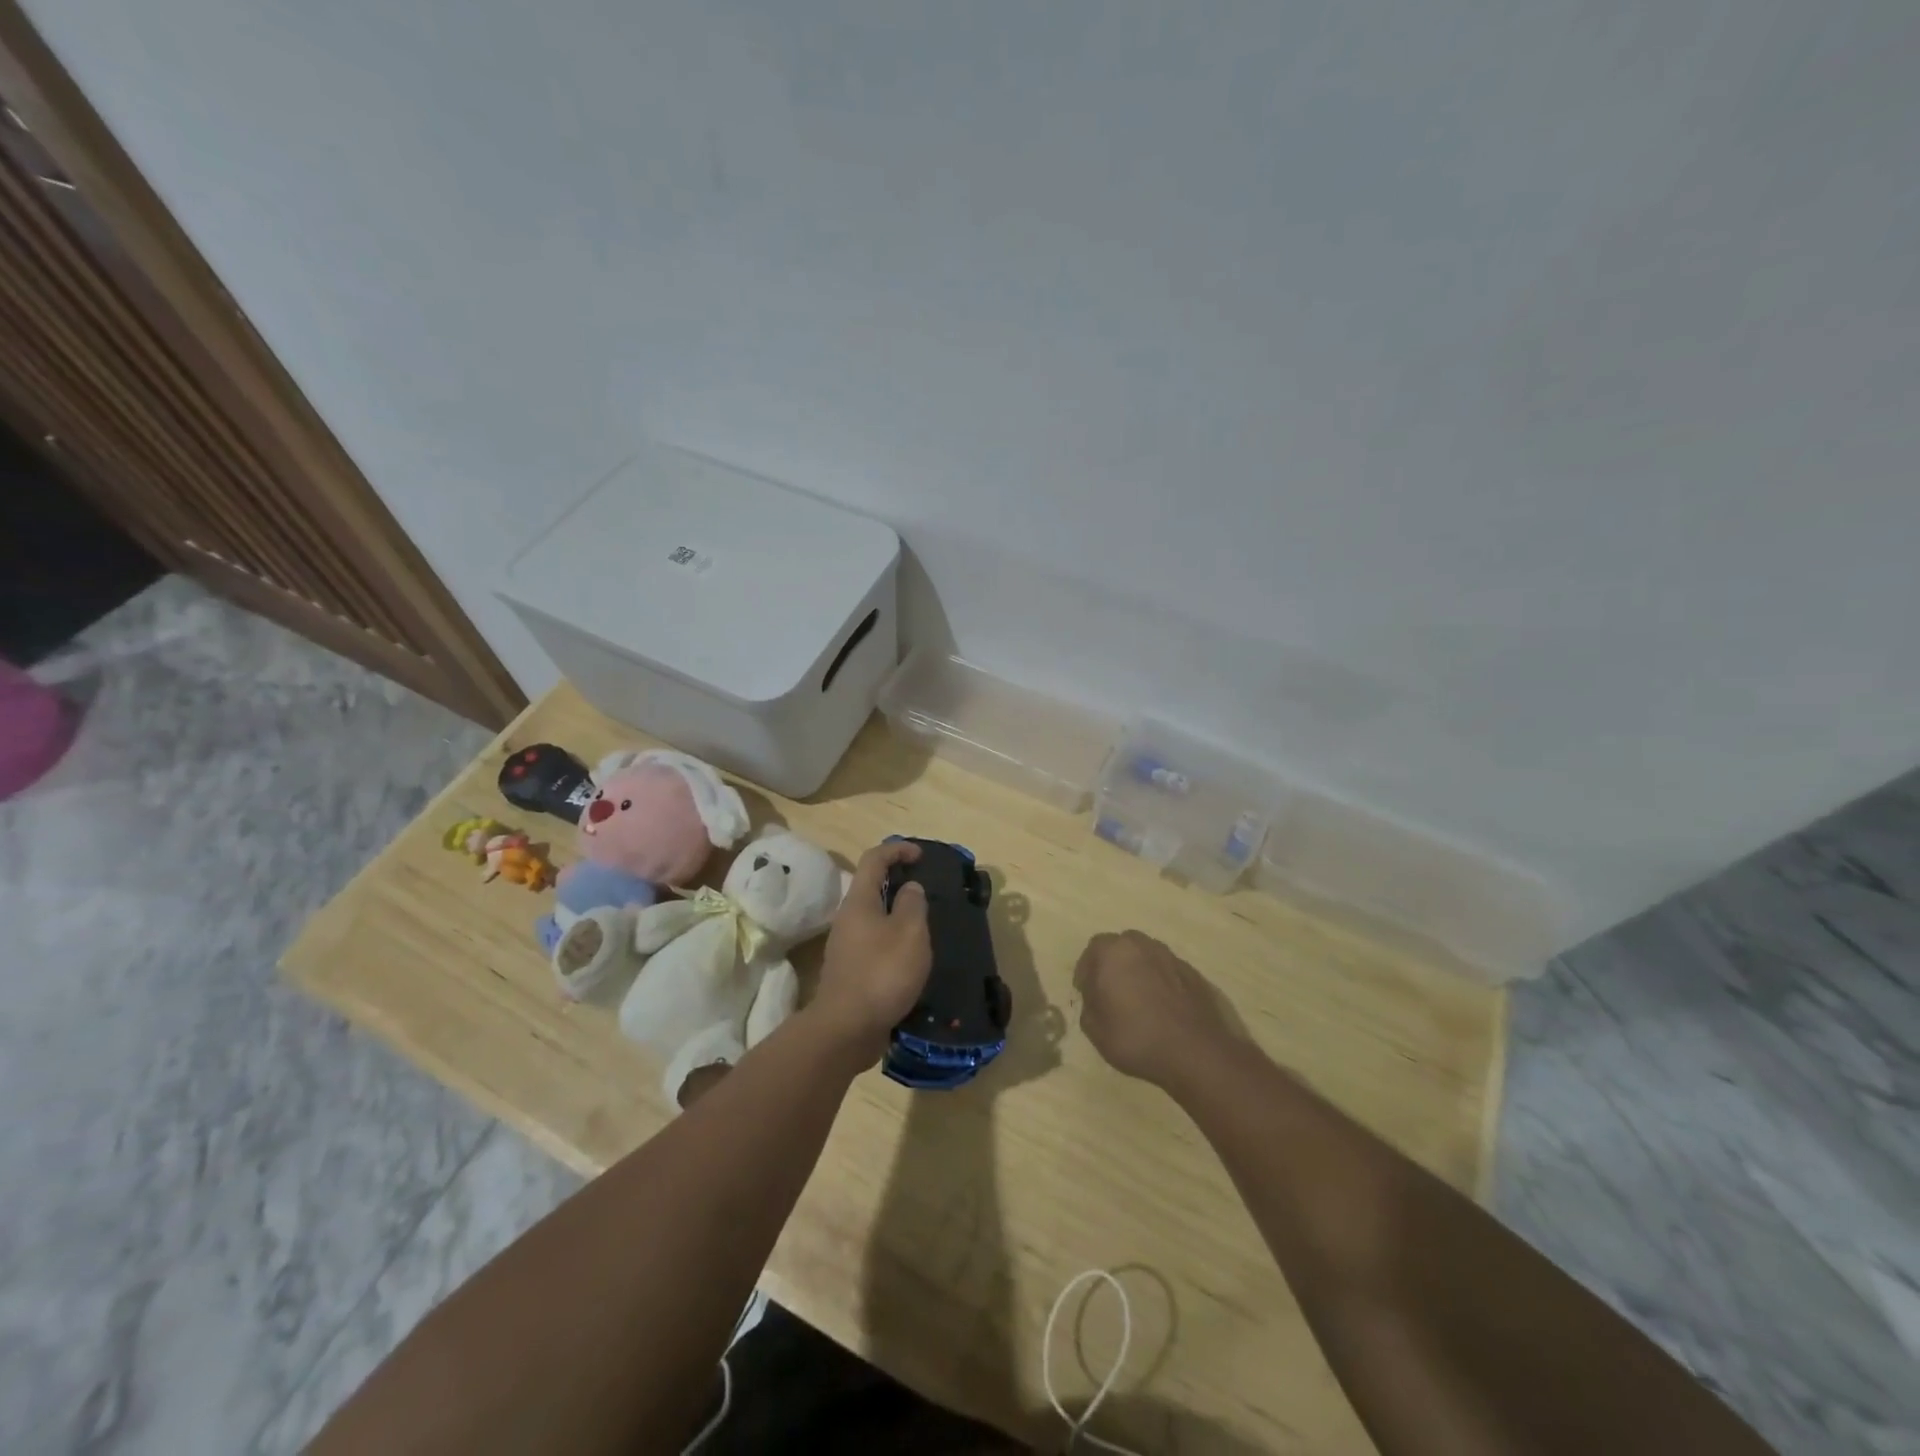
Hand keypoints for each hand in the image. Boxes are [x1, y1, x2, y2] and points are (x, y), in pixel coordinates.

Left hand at [810, 839, 932, 1057]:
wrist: (847, 1029)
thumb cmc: (882, 973)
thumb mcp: (909, 932)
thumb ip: (913, 904)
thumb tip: (909, 888)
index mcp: (859, 901)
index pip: (874, 859)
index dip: (897, 849)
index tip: (920, 855)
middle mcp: (848, 919)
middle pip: (871, 887)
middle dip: (898, 882)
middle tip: (926, 891)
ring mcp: (846, 947)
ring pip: (873, 918)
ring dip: (897, 915)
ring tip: (925, 926)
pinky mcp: (850, 972)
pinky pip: (874, 945)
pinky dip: (893, 942)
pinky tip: (911, 959)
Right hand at [1074, 930, 1244, 1090]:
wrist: (1196, 1052)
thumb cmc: (1137, 1038)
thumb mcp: (1095, 1030)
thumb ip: (1088, 1006)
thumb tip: (1096, 997)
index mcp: (1114, 952)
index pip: (1093, 950)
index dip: (1087, 971)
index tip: (1087, 993)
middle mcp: (1142, 945)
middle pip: (1121, 947)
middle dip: (1113, 965)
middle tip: (1111, 992)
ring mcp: (1171, 957)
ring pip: (1146, 956)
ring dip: (1138, 971)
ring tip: (1138, 999)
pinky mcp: (1193, 973)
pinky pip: (1167, 971)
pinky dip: (1160, 982)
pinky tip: (1162, 1007)